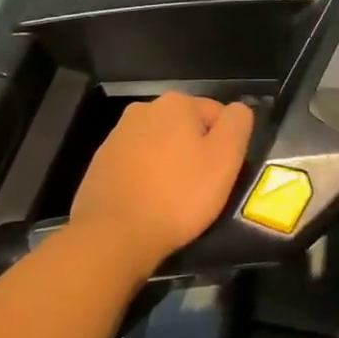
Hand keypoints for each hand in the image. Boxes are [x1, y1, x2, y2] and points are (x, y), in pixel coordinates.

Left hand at [68, 92, 254, 273]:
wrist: (114, 235)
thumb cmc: (178, 194)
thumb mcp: (225, 158)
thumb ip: (237, 124)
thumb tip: (238, 109)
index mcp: (176, 102)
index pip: (216, 114)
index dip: (225, 144)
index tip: (221, 174)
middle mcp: (143, 109)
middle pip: (185, 128)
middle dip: (194, 151)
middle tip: (201, 188)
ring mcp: (117, 135)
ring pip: (158, 145)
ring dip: (169, 164)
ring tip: (173, 199)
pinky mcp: (100, 163)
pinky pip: (135, 165)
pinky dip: (145, 178)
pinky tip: (148, 203)